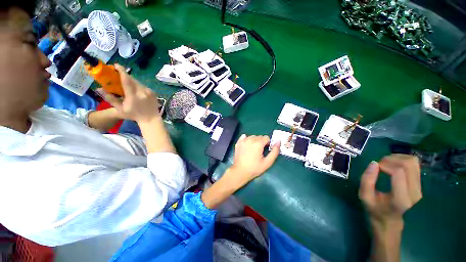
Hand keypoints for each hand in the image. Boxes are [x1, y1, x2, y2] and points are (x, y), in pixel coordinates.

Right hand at [100, 64, 159, 123]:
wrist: (151, 119)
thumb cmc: (134, 115)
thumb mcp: (121, 109)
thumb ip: (111, 99)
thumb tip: (100, 90)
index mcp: (133, 95)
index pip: (126, 80)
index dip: (121, 71)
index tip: (116, 65)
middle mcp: (142, 92)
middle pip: (132, 79)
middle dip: (125, 75)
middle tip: (119, 75)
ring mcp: (149, 92)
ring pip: (138, 82)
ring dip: (131, 81)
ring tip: (127, 84)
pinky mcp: (153, 93)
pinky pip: (143, 86)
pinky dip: (138, 86)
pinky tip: (136, 90)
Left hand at [201, 134, 279, 208]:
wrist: (240, 171)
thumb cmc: (254, 168)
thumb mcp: (267, 162)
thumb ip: (275, 151)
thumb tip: (278, 141)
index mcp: (258, 143)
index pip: (266, 138)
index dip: (268, 144)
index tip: (265, 150)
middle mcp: (250, 139)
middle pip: (259, 136)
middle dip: (261, 142)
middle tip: (259, 151)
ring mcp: (243, 140)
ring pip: (252, 136)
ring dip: (255, 141)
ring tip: (253, 150)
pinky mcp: (238, 142)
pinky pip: (244, 137)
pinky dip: (247, 139)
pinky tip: (247, 146)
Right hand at [359, 154, 421, 230]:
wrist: (390, 220)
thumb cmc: (375, 208)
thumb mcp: (364, 196)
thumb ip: (367, 180)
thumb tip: (374, 163)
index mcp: (400, 199)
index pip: (399, 172)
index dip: (385, 164)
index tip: (376, 167)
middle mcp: (414, 193)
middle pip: (408, 164)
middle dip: (392, 159)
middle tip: (380, 164)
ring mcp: (419, 188)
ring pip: (413, 162)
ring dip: (398, 158)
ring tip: (386, 163)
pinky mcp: (419, 184)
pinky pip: (414, 165)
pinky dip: (402, 160)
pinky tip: (393, 165)